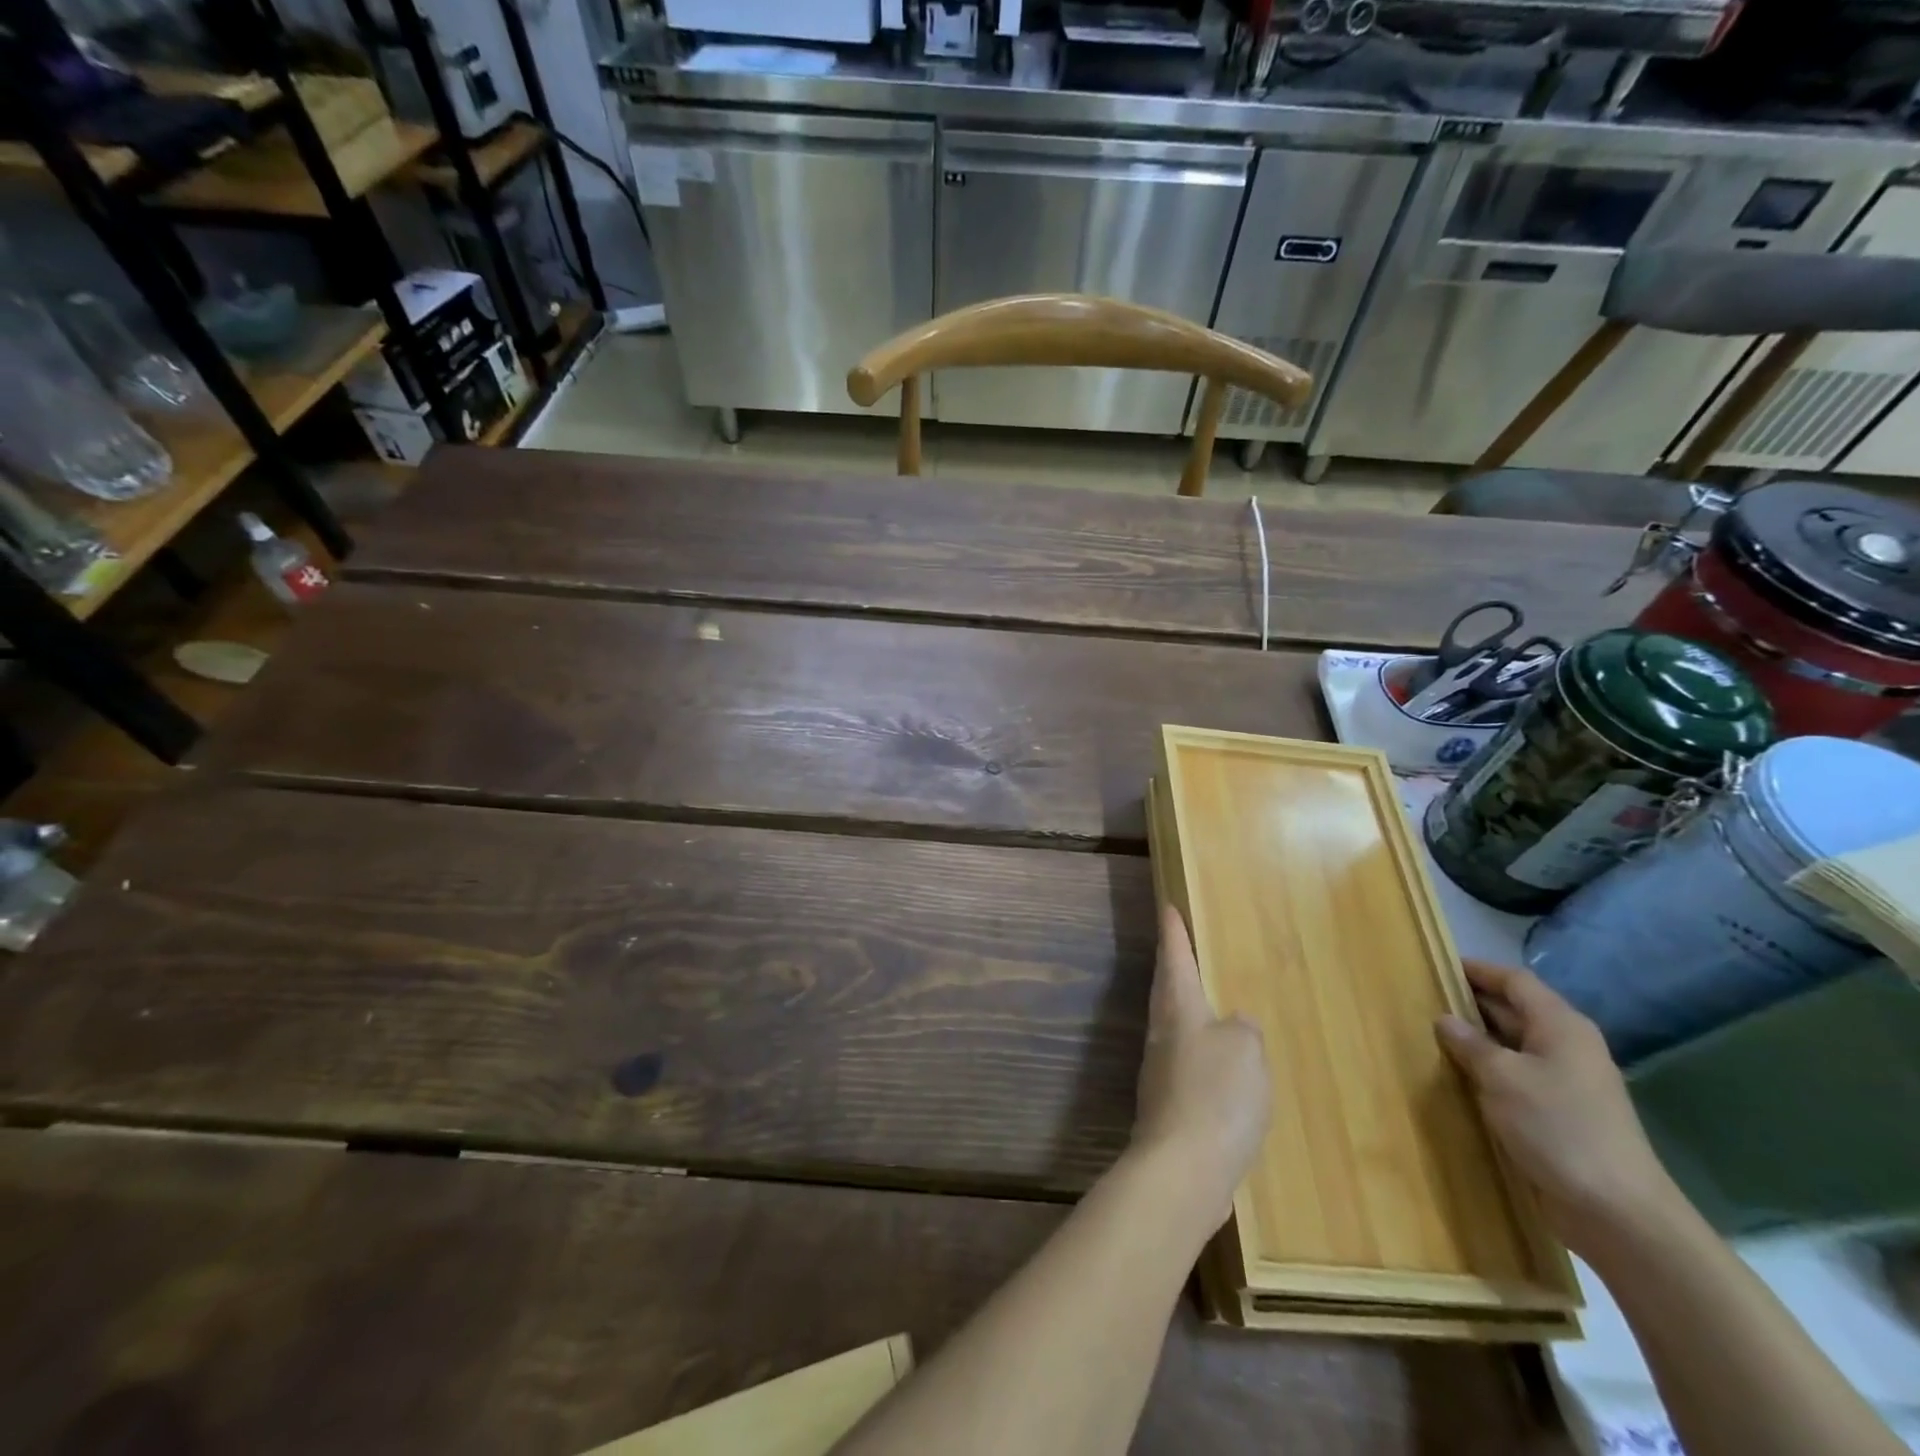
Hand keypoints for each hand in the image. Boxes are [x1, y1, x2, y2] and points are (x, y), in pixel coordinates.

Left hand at [1132, 904, 1270, 1232]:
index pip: (1174, 958)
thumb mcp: (1246, 1050)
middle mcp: (1162, 1034)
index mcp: (1179, 1010)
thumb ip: (1243, 1030)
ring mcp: (1160, 1073)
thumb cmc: (1216, 1096)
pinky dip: (1198, 1055)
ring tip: (1204, 1007)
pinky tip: (1216, 1071)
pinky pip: (1184, 1066)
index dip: (1173, 932)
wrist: (1183, 1170)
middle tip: (1178, 950)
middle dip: (1172, 968)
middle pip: (1165, 990)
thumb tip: (1233, 1025)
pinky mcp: (1168, 1108)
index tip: (1166, 906)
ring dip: (1184, 1012)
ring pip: (1172, 1028)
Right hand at [1437, 959, 1681, 1258]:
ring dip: (1478, 1042)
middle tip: (1424, 1001)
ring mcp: (1568, 1083)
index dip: (1478, 970)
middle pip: (1516, 1011)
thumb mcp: (1502, 1077)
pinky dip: (1490, 1072)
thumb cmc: (1558, 1127)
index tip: (1438, 965)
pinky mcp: (1563, 1114)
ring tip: (1433, 1038)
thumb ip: (1470, 1043)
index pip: (1515, 982)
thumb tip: (1445, 1019)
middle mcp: (1568, 1047)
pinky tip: (1461, 1080)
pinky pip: (1519, 1078)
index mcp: (1561, 1026)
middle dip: (1472, 1004)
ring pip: (1515, 1047)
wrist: (1618, 1213)